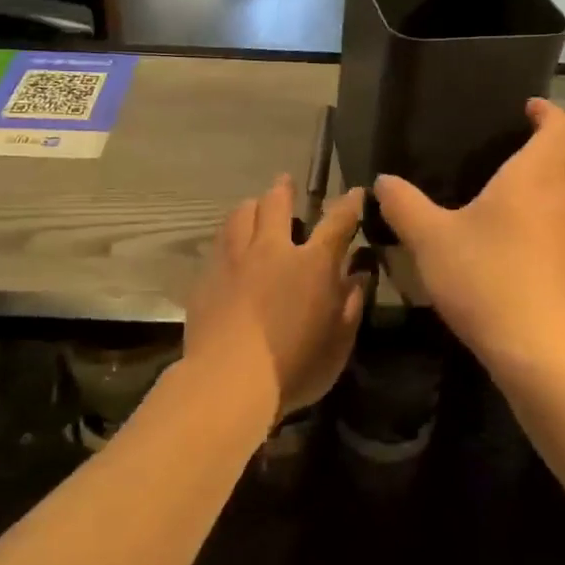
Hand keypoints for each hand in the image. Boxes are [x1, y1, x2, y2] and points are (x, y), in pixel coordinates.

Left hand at [183, 175, 367, 421]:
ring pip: (240, 215)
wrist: (228, 381)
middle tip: (285, 183)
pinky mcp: (207, 277)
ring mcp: (234, 260)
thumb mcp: (338, 343)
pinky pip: (218, 244)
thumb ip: (350, 304)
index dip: (349, 204)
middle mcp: (272, 250)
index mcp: (312, 263)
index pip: (337, 221)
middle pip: (275, 203)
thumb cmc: (294, 366)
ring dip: (251, 207)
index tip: (355, 192)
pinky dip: (228, 238)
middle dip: (283, 189)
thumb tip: (357, 276)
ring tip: (253, 208)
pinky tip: (229, 248)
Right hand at [374, 100, 564, 381]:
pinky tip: (532, 229)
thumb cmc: (486, 278)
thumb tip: (383, 181)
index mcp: (537, 175)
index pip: (560, 125)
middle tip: (532, 142)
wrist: (539, 349)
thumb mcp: (431, 240)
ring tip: (530, 183)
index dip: (548, 111)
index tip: (527, 108)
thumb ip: (404, 205)